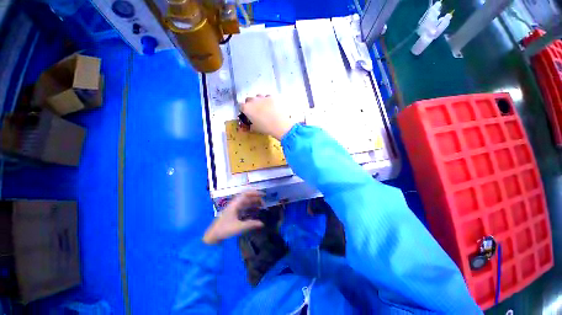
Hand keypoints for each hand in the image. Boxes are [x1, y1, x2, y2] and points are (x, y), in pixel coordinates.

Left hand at [203, 191, 265, 244]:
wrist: (212, 236)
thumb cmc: (225, 230)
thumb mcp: (239, 227)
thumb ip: (251, 224)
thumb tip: (262, 223)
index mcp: (235, 204)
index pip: (246, 194)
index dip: (254, 193)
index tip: (262, 194)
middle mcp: (234, 205)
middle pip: (246, 198)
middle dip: (255, 199)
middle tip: (264, 203)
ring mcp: (233, 209)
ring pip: (245, 203)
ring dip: (253, 203)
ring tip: (261, 206)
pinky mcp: (233, 214)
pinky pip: (244, 208)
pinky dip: (250, 208)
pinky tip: (254, 211)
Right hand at [240, 95, 294, 139]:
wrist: (280, 124)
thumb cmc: (265, 127)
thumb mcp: (255, 129)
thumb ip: (250, 126)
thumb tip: (249, 126)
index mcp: (246, 108)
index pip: (241, 106)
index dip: (244, 110)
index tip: (247, 114)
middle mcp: (253, 100)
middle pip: (249, 99)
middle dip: (251, 104)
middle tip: (256, 111)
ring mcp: (263, 97)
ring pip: (258, 96)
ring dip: (259, 101)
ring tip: (265, 108)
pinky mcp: (272, 97)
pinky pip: (268, 97)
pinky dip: (269, 101)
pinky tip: (273, 107)